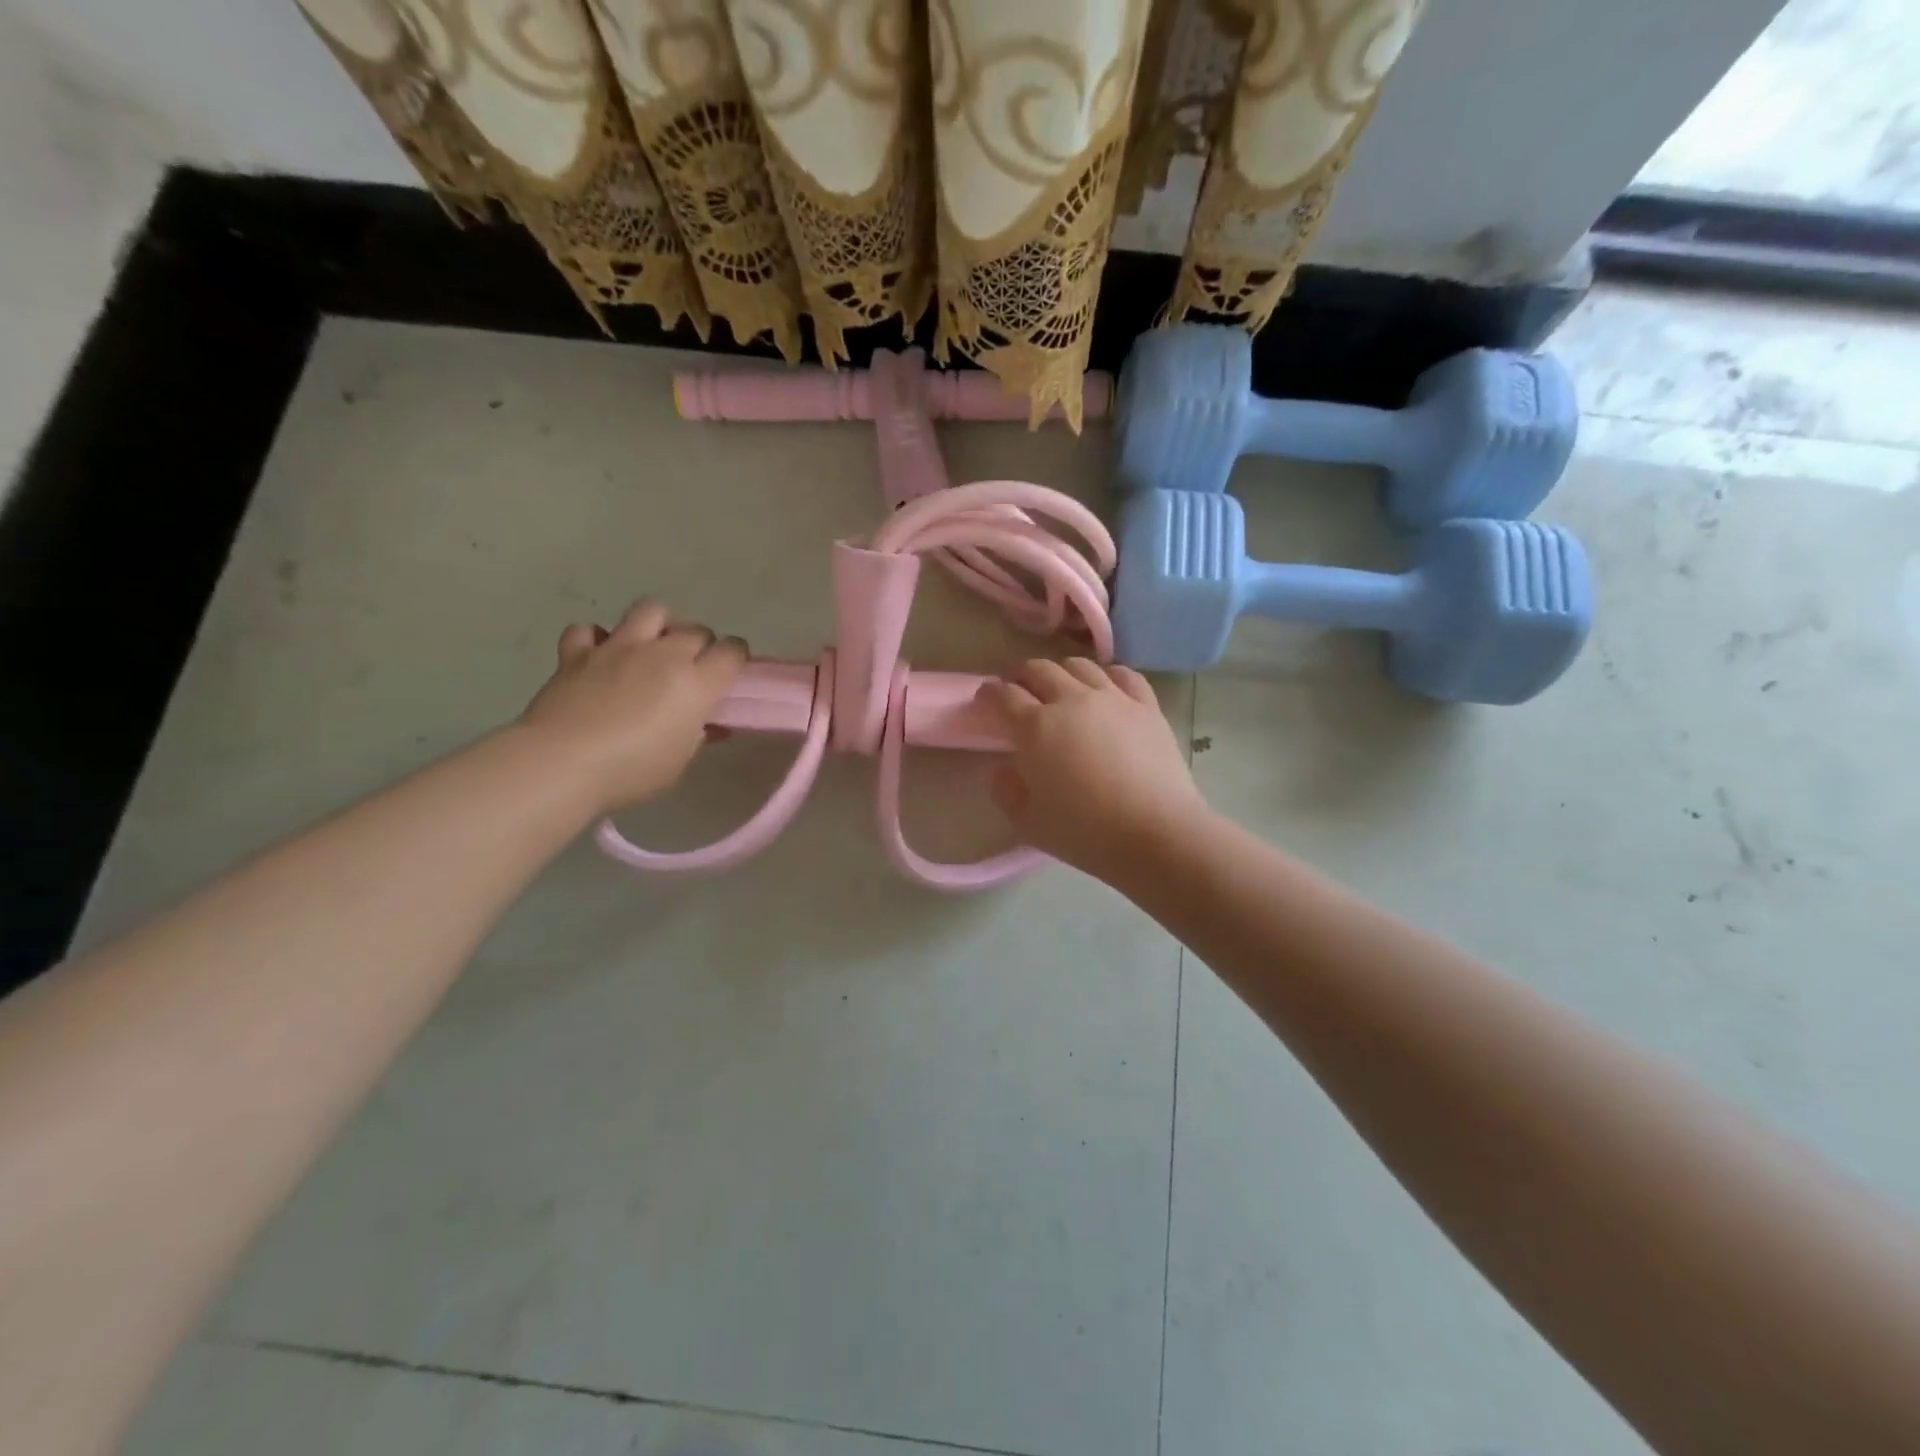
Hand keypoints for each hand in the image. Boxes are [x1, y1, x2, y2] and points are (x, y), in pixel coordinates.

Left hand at [518, 599, 745, 814]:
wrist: (561, 764)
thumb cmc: (632, 771)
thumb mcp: (679, 761)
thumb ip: (697, 735)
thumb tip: (707, 725)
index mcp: (696, 682)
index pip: (733, 651)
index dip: (736, 659)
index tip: (730, 675)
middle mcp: (663, 654)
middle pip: (696, 629)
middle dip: (701, 645)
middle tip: (691, 670)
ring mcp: (619, 647)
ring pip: (651, 609)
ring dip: (659, 624)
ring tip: (653, 647)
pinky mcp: (578, 652)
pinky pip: (590, 630)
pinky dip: (596, 639)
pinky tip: (598, 657)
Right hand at [983, 659, 1208, 882]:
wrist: (1155, 833)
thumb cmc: (1085, 833)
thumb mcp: (1028, 823)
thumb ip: (1005, 792)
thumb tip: (1000, 768)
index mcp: (1035, 728)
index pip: (1004, 696)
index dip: (990, 693)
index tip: (985, 699)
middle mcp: (1071, 701)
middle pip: (1039, 670)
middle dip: (1022, 676)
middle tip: (1019, 690)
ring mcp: (1112, 699)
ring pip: (1080, 666)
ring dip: (1061, 671)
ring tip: (1060, 687)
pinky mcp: (1146, 706)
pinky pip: (1123, 675)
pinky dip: (1107, 675)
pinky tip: (1105, 686)